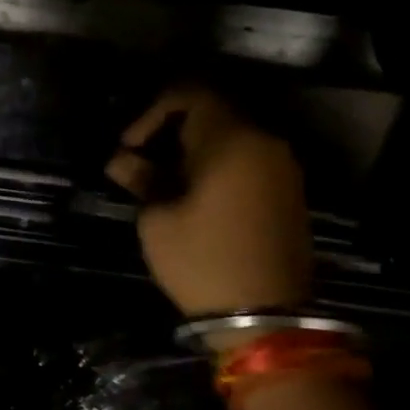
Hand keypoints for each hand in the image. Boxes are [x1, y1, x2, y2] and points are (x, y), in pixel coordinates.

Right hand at [105, 86, 313, 314]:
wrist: (265, 316)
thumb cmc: (202, 261)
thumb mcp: (157, 220)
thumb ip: (140, 178)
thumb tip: (122, 159)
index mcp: (231, 140)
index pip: (189, 93)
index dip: (151, 112)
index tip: (130, 147)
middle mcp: (263, 142)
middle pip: (211, 111)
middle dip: (169, 131)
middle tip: (140, 164)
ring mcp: (281, 167)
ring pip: (230, 135)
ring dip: (192, 149)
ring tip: (162, 183)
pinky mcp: (288, 191)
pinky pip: (247, 159)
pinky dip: (216, 164)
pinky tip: (193, 196)